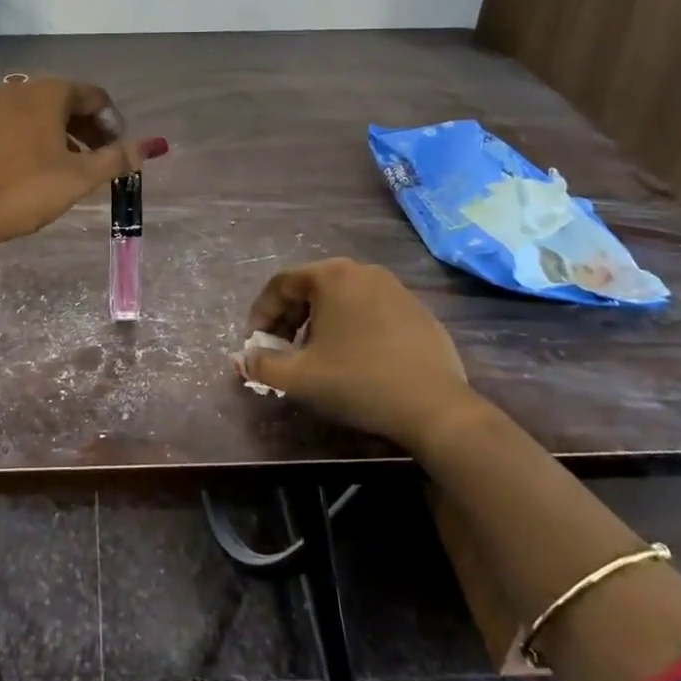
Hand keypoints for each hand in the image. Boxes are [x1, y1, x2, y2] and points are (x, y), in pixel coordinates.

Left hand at [0, 76, 165, 280]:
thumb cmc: (26, 190)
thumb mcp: (79, 177)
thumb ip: (117, 158)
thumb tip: (153, 144)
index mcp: (49, 92)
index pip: (94, 96)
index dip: (112, 122)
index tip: (117, 153)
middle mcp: (16, 88)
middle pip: (61, 99)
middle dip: (83, 126)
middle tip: (95, 160)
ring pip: (25, 107)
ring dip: (48, 127)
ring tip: (58, 159)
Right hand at [238, 259, 483, 451]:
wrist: (436, 408)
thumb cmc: (358, 382)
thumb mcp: (299, 377)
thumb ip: (262, 364)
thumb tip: (244, 359)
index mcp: (332, 275)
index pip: (281, 284)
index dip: (261, 314)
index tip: (256, 345)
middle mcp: (363, 271)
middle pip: (312, 288)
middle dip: (289, 320)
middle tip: (283, 352)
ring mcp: (396, 289)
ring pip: (342, 300)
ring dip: (320, 325)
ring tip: (318, 358)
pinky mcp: (419, 312)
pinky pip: (372, 312)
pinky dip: (353, 329)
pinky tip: (356, 362)